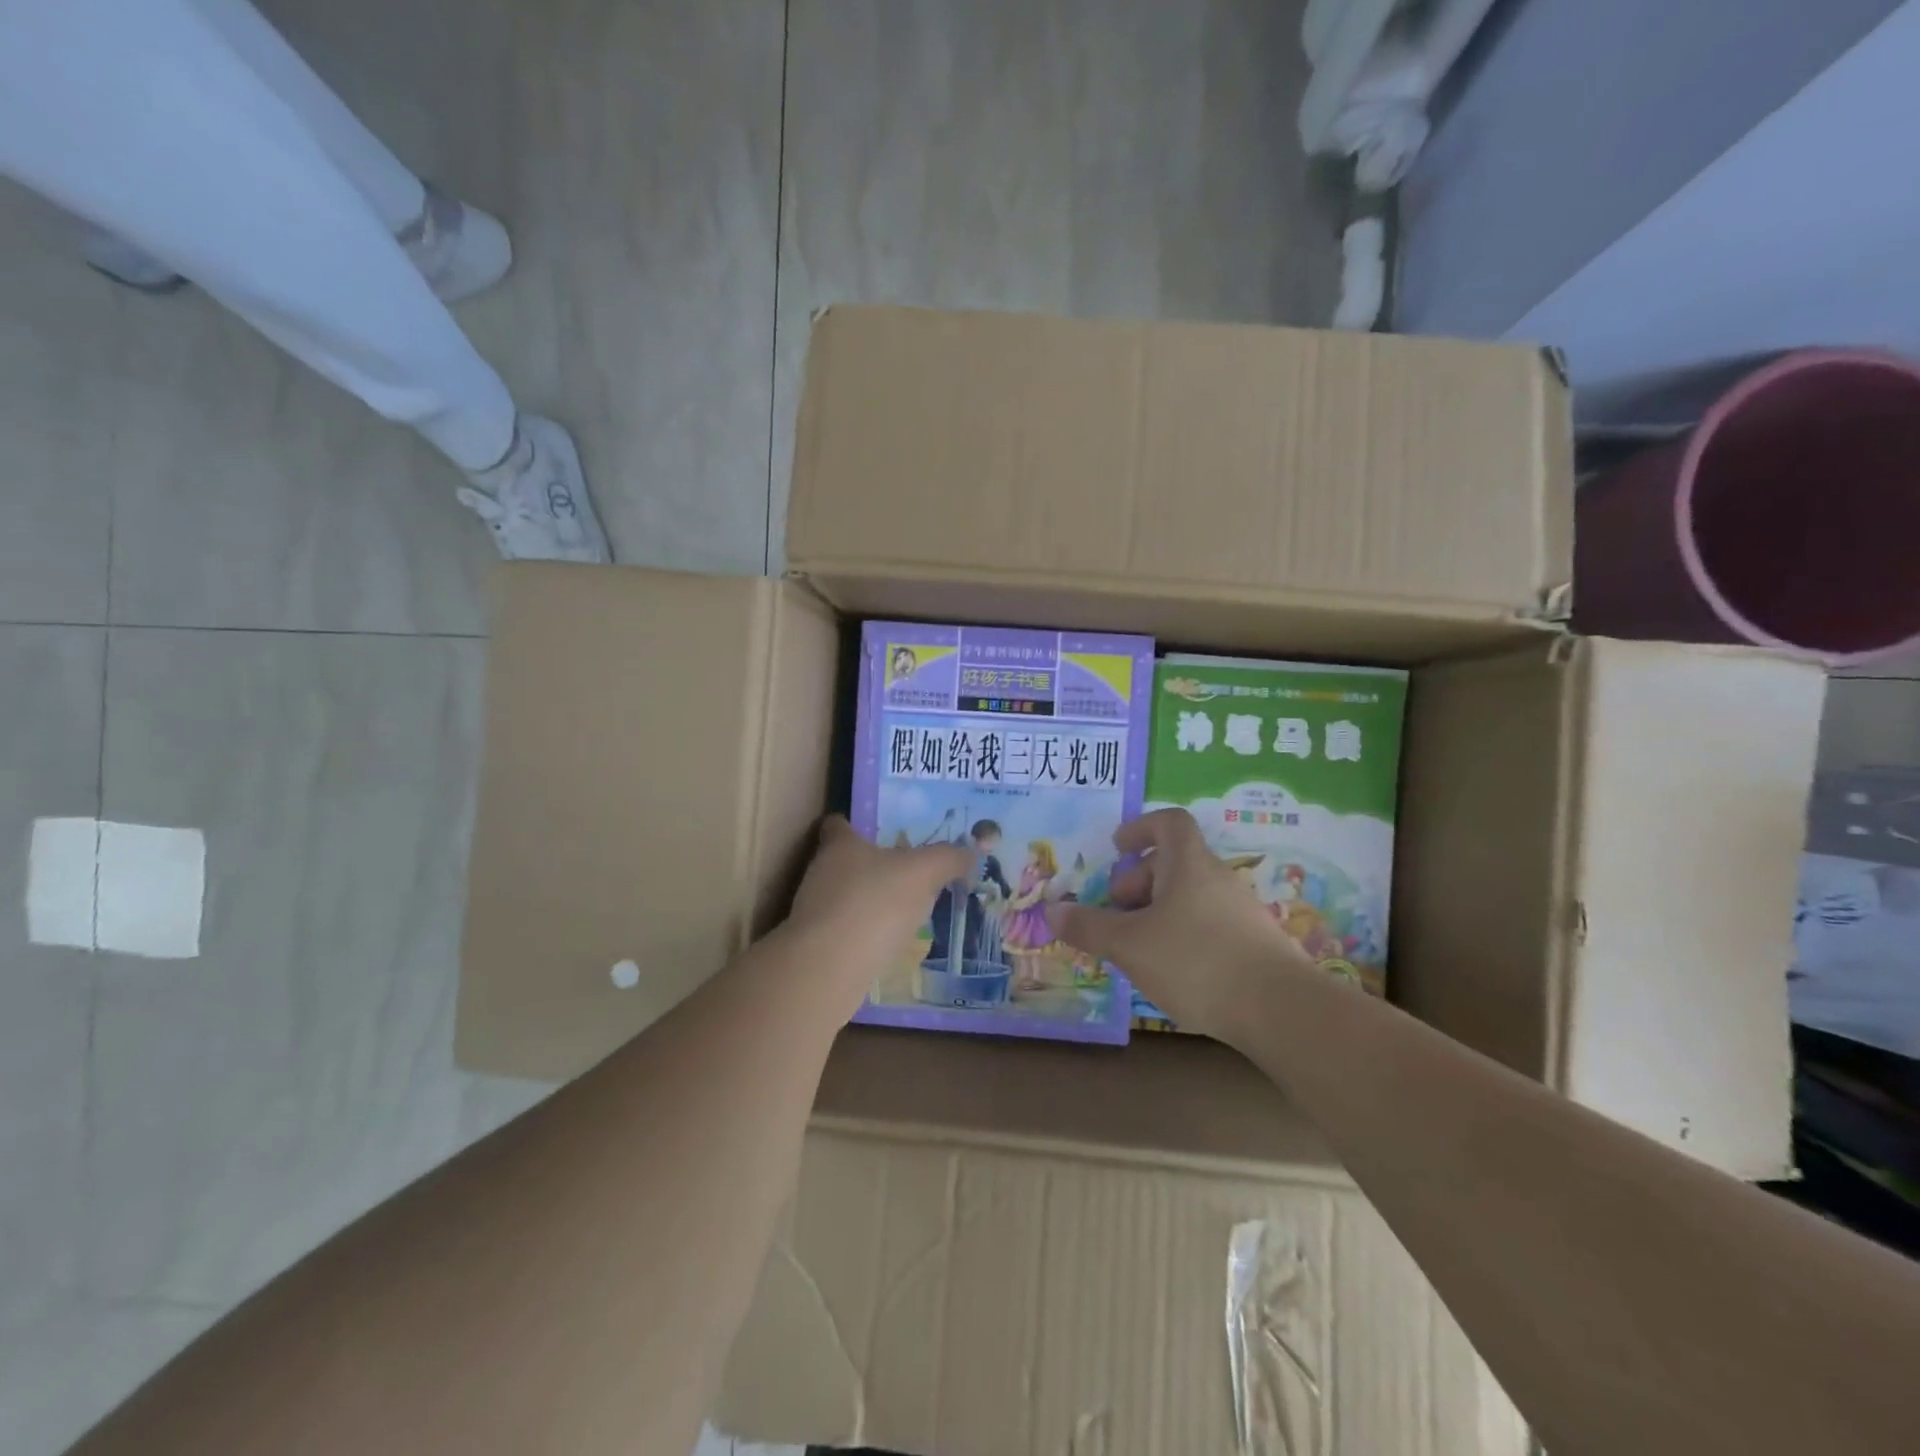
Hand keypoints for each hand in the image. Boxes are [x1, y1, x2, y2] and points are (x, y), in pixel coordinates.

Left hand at [786, 815, 970, 1020]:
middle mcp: (821, 873)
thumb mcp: (924, 872)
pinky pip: (846, 933)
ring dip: (868, 903)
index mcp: (840, 845)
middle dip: (871, 866)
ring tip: (903, 911)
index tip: (878, 830)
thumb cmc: (874, 903)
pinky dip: (864, 935)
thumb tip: (969, 853)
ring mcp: (814, 913)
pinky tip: (889, 944)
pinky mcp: (817, 948)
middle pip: (843, 862)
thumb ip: (948, 858)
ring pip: (844, 899)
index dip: (855, 824)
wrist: (829, 968)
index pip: (838, 824)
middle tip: (905, 872)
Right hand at [1045, 808, 1312, 1042]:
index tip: (1117, 849)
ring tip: (1137, 947)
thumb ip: (1089, 926)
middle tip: (1117, 910)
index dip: (1140, 828)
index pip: (1169, 823)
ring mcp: (1241, 911)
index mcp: (1189, 864)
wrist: (1281, 1010)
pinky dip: (1182, 934)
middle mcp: (1218, 878)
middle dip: (1139, 880)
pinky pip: (1208, 923)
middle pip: (1175, 862)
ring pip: (1190, 896)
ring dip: (1158, 911)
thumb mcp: (1129, 944)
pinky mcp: (1255, 944)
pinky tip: (1172, 971)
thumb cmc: (1195, 961)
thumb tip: (1053, 910)